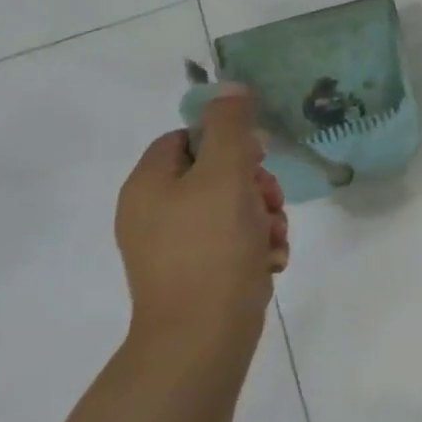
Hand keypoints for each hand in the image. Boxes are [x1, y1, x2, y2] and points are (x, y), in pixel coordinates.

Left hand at [115, 85, 289, 363]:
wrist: (203, 335)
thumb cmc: (212, 246)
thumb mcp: (227, 174)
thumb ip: (230, 126)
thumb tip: (229, 87)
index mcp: (149, 184)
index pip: (188, 137)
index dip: (227, 141)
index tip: (254, 159)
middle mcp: (154, 211)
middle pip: (216, 171)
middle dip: (255, 183)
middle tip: (269, 200)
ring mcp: (174, 245)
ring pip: (233, 206)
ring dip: (264, 214)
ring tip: (272, 236)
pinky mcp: (196, 271)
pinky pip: (233, 239)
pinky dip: (256, 243)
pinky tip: (269, 258)